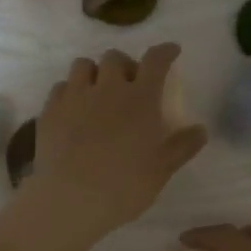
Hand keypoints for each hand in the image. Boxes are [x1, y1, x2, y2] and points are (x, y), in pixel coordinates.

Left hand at [31, 44, 206, 241]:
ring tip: (97, 91)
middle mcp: (107, 88)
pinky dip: (70, 91)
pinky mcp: (50, 111)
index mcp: (140, 98)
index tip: (171, 52)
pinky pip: (60, 87)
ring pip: (82, 65)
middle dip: (125, 65)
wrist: (72, 199)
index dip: (165, 51)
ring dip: (94, 72)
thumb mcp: (162, 169)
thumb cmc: (125, 186)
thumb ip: (182, 146)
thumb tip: (201, 130)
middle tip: (129, 83)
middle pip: (115, 57)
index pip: (156, 60)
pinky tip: (73, 109)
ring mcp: (74, 97)